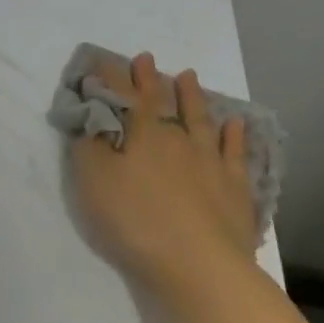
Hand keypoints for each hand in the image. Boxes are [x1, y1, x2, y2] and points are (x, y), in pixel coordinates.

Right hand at [70, 52, 259, 304]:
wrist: (198, 264)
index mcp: (140, 134)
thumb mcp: (93, 180)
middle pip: (160, 101)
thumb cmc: (135, 220)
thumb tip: (92, 116)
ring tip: (187, 75)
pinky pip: (234, 152)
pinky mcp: (235, 186)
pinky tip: (235, 123)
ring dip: (191, 95)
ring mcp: (209, 160)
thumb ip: (89, 144)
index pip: (123, 96)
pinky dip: (234, 134)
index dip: (112, 77)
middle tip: (145, 58)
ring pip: (199, 118)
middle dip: (149, 78)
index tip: (104, 61)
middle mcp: (175, 138)